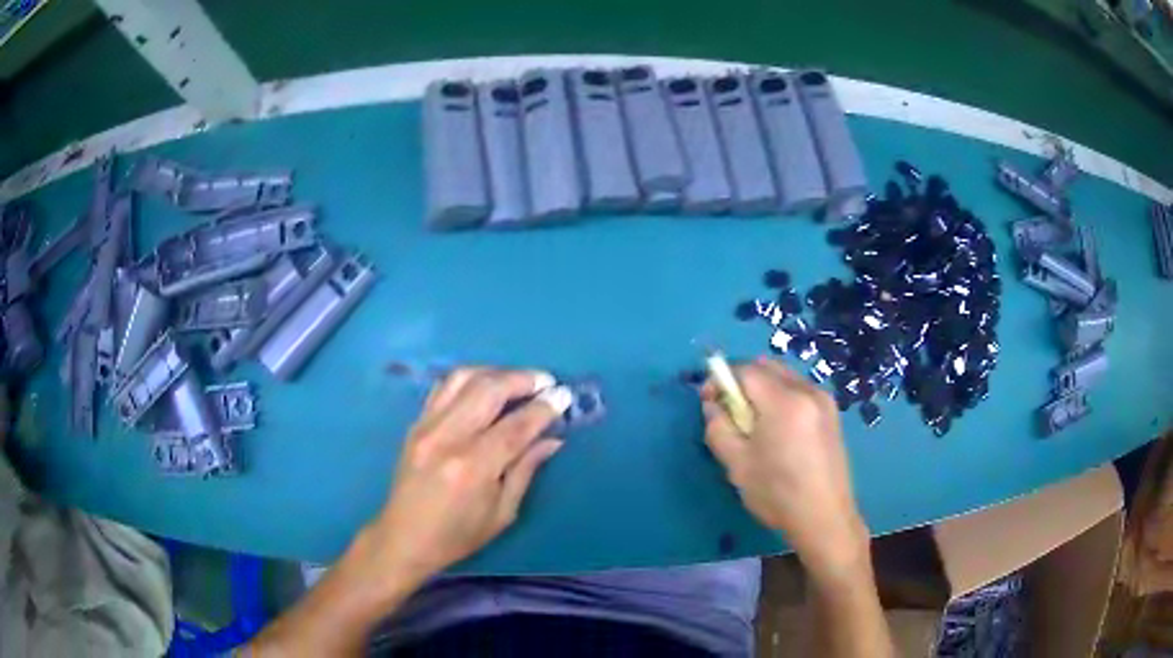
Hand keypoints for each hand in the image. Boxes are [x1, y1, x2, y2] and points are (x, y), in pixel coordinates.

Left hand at [353, 367, 570, 590]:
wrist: (404, 538)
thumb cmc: (458, 535)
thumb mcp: (502, 513)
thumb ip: (526, 470)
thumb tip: (552, 439)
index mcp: (473, 467)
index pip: (516, 425)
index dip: (544, 408)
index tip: (564, 396)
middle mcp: (448, 438)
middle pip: (489, 389)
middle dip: (523, 379)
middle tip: (546, 382)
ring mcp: (427, 426)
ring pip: (463, 378)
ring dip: (496, 372)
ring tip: (518, 380)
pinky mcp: (415, 423)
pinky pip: (444, 387)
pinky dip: (469, 379)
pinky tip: (485, 386)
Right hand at [703, 357, 868, 579]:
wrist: (824, 517)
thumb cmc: (777, 494)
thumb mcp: (736, 464)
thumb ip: (718, 427)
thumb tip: (713, 404)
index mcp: (784, 401)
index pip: (746, 370)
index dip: (722, 379)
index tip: (709, 401)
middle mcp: (807, 390)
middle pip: (767, 366)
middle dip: (742, 380)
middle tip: (730, 411)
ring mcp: (824, 400)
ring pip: (784, 376)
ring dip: (762, 388)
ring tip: (753, 423)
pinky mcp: (832, 412)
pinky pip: (799, 390)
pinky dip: (781, 397)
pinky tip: (777, 430)